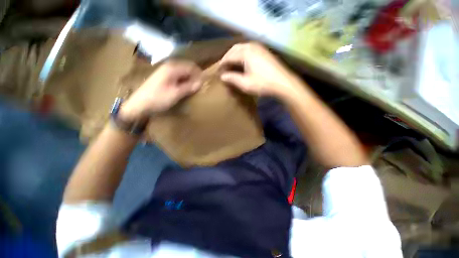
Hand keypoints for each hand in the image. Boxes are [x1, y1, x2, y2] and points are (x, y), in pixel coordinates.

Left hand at [120, 60, 201, 120]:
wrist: (139, 104)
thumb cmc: (158, 98)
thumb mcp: (176, 94)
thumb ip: (189, 87)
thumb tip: (201, 82)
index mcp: (172, 68)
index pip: (191, 67)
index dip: (199, 74)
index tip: (205, 83)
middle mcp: (169, 66)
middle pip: (187, 68)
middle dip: (195, 76)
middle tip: (200, 87)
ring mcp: (165, 71)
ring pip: (183, 72)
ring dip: (190, 79)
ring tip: (194, 88)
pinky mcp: (164, 77)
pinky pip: (178, 76)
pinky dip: (184, 81)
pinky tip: (185, 88)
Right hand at [219, 42, 302, 99]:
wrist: (283, 83)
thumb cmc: (263, 84)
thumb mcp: (245, 84)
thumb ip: (232, 78)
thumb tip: (222, 76)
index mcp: (245, 53)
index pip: (229, 56)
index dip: (222, 64)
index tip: (218, 71)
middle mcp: (251, 46)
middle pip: (234, 49)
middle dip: (227, 57)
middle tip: (223, 67)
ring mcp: (259, 47)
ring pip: (242, 48)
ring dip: (235, 55)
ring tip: (231, 65)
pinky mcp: (264, 51)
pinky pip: (249, 50)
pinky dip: (242, 55)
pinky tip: (242, 62)